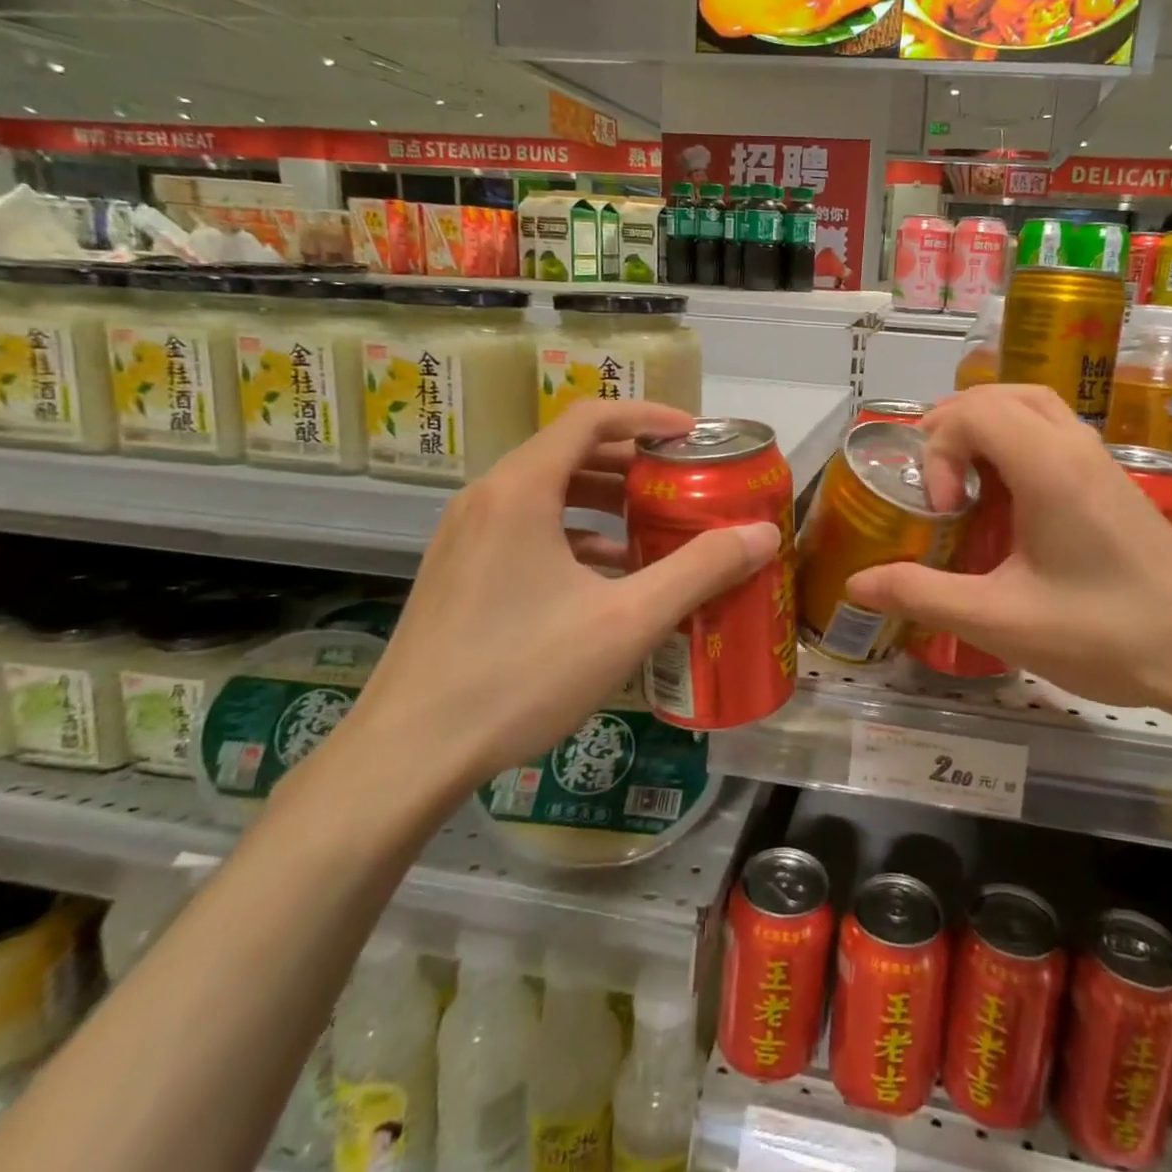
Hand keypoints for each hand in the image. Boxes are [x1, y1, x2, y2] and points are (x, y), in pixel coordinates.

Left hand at [345, 401, 782, 794]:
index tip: (693, 437)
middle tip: (683, 484)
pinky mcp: (459, 572)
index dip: (648, 417)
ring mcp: (465, 536)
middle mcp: (487, 498)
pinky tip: (607, 576)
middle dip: (633, 462)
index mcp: (521, 489)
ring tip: (654, 527)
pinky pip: (527, 529)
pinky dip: (574, 535)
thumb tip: (763, 534)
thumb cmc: (521, 674)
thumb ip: (699, 570)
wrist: (408, 754)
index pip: (591, 418)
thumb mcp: (626, 621)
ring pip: (547, 493)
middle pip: (570, 452)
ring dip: (605, 500)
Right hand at [843, 385, 1171, 719]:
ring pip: (1032, 406)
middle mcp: (1075, 446)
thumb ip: (922, 594)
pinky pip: (1053, 433)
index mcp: (1047, 466)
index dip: (938, 450)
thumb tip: (856, 582)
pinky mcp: (1114, 482)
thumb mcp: (999, 620)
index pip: (973, 410)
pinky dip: (1015, 443)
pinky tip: (1009, 502)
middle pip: (1000, 395)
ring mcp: (1101, 461)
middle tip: (934, 483)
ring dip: (986, 429)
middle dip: (953, 427)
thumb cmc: (1104, 633)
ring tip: (964, 482)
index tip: (941, 510)